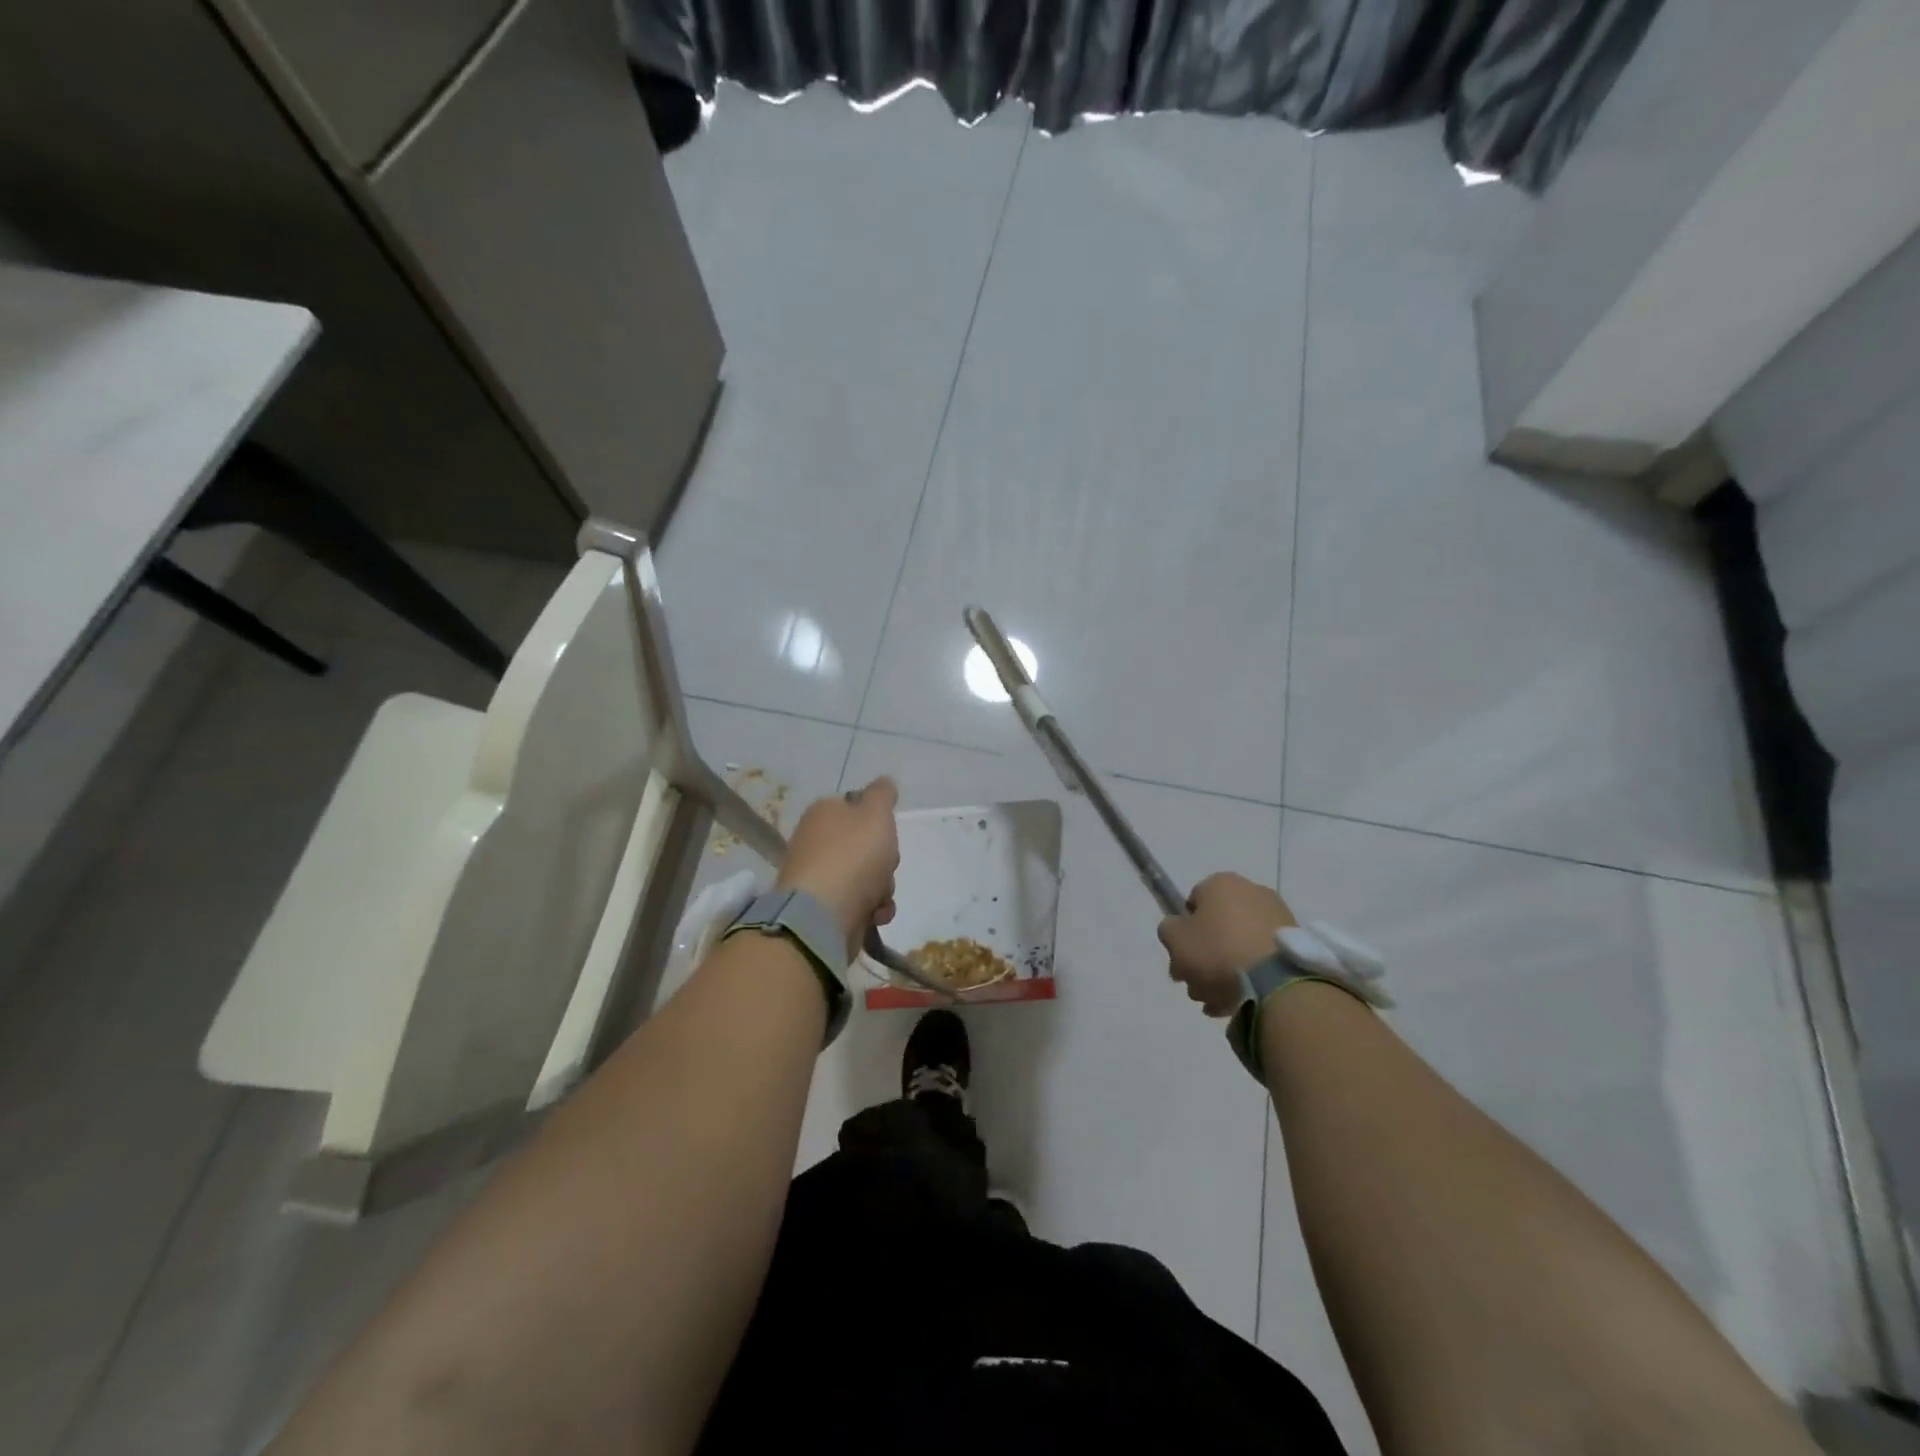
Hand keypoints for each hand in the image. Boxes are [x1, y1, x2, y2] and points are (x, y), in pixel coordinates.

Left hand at [775, 778, 900, 958]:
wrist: (822, 916)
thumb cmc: (853, 856)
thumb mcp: (876, 813)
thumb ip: (882, 794)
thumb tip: (883, 782)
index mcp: (823, 812)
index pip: (856, 808)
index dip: (878, 821)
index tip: (886, 834)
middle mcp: (815, 841)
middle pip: (865, 846)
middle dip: (884, 860)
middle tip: (885, 865)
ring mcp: (817, 877)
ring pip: (866, 876)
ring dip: (882, 888)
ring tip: (878, 898)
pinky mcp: (821, 909)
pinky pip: (858, 904)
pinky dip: (871, 910)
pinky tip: (874, 916)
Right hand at [1157, 872, 1296, 1016]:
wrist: (1276, 981)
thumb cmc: (1217, 951)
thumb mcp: (1174, 939)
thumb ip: (1168, 930)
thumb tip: (1178, 930)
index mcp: (1221, 883)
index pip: (1191, 903)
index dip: (1182, 932)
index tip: (1180, 957)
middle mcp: (1251, 892)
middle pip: (1216, 927)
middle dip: (1203, 957)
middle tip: (1195, 984)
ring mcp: (1277, 919)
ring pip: (1238, 946)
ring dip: (1223, 972)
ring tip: (1215, 1002)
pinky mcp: (1295, 945)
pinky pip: (1261, 960)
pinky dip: (1248, 978)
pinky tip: (1236, 1003)